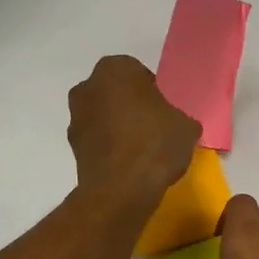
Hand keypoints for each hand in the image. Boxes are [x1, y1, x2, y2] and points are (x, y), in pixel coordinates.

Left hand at [67, 55, 200, 209]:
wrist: (121, 189)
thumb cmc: (155, 144)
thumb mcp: (187, 127)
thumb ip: (181, 118)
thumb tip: (178, 125)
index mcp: (116, 69)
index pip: (138, 72)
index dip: (153, 92)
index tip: (165, 112)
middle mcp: (88, 86)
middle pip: (116, 93)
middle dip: (131, 106)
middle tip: (153, 128)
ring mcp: (75, 117)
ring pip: (103, 116)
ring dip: (117, 127)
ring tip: (141, 151)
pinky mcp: (72, 147)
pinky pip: (97, 140)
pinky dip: (109, 147)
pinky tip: (128, 165)